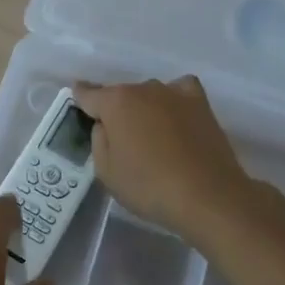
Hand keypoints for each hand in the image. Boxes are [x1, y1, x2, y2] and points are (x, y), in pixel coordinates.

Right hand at [73, 77, 254, 241]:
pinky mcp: (200, 103)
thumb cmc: (149, 187)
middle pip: (120, 94)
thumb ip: (99, 141)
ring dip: (144, 108)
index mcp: (115, 103)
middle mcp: (143, 89)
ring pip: (149, 94)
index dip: (80, 97)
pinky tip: (175, 115)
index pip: (89, 94)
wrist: (207, 195)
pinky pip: (180, 91)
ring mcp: (174, 93)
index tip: (77, 99)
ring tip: (149, 134)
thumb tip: (105, 124)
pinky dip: (173, 100)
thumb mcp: (107, 172)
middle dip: (115, 110)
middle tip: (119, 138)